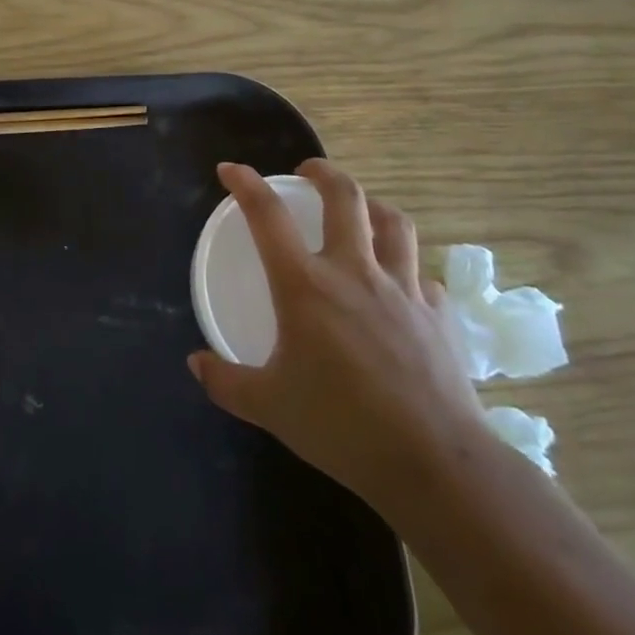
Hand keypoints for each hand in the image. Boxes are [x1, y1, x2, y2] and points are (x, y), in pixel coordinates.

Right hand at [189, 160, 487, 510]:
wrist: (435, 464)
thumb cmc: (342, 426)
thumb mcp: (269, 406)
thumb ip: (226, 382)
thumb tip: (196, 364)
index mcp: (305, 285)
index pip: (267, 215)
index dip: (246, 184)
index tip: (230, 170)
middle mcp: (354, 272)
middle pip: (345, 197)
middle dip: (323, 173)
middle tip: (307, 171)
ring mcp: (403, 290)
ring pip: (393, 223)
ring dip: (372, 206)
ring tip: (360, 210)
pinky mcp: (439, 315)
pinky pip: (422, 275)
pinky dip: (406, 268)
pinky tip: (400, 285)